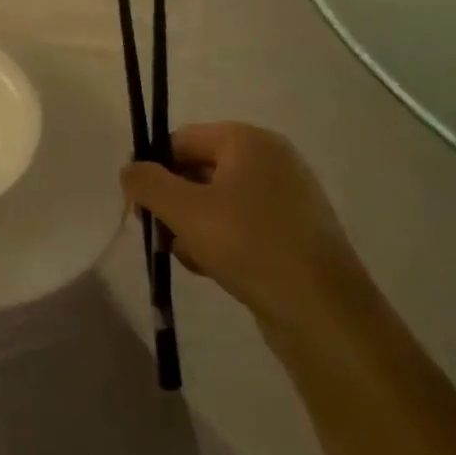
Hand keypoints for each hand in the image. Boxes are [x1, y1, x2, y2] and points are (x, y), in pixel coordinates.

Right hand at [121, 122, 370, 336]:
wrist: (325, 314)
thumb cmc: (249, 245)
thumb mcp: (183, 210)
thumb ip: (146, 183)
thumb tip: (130, 171)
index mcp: (248, 141)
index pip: (180, 140)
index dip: (153, 170)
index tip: (139, 207)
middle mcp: (271, 160)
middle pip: (198, 170)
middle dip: (173, 203)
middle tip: (161, 235)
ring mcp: (288, 198)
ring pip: (217, 202)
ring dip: (193, 227)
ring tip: (191, 257)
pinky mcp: (296, 233)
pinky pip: (242, 226)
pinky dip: (221, 242)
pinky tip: (214, 269)